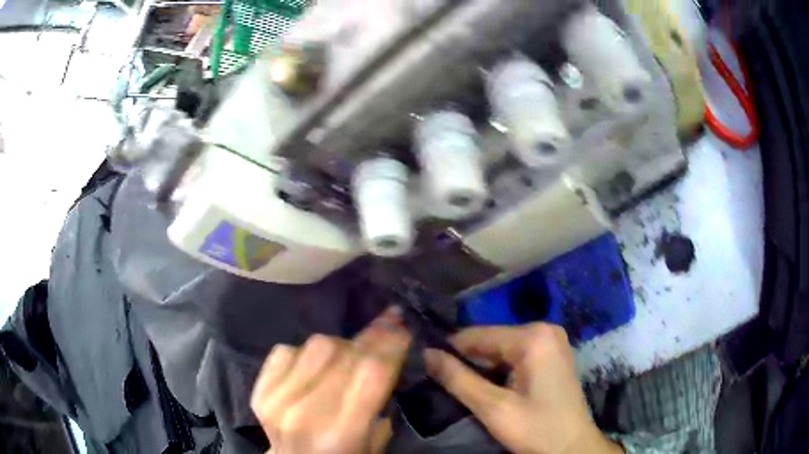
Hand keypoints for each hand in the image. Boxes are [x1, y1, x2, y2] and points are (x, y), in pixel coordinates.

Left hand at [251, 307, 410, 453]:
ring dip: (339, 345)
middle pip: (343, 353)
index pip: (372, 373)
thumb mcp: (374, 443)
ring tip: (348, 356)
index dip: (390, 343)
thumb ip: (380, 403)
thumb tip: (387, 353)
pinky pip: (286, 350)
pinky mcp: (259, 390)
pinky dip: (305, 352)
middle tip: (385, 328)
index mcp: (342, 432)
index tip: (402, 325)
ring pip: (316, 346)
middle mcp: (306, 413)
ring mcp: (277, 400)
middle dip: (370, 337)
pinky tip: (314, 365)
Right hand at [425, 324, 622, 453]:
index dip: (449, 350)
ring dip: (481, 367)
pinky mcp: (552, 354)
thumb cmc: (536, 429)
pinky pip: (516, 355)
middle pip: (491, 340)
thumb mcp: (493, 408)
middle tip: (443, 382)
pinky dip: (498, 370)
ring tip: (462, 386)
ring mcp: (551, 341)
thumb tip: (425, 354)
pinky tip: (488, 387)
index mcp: (533, 336)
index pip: (477, 335)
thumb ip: (458, 379)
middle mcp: (544, 329)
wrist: (573, 447)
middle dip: (467, 361)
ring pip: (501, 349)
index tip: (425, 366)